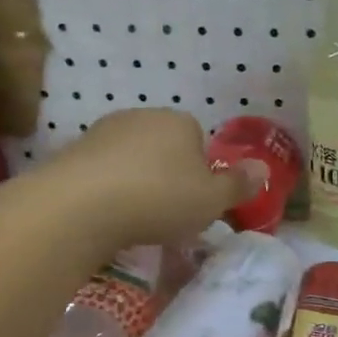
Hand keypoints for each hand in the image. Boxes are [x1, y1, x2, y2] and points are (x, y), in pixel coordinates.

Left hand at [34, 110, 267, 252]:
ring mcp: (103, 132)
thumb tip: (264, 168)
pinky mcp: (73, 152)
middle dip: (168, 175)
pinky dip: (108, 191)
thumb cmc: (160, 199)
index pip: (199, 141)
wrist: (81, 205)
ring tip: (136, 219)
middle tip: (169, 213)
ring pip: (132, 160)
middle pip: (164, 148)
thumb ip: (238, 185)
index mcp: (180, 122)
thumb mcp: (212, 200)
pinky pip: (102, 173)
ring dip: (136, 183)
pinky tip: (108, 217)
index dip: (201, 172)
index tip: (196, 201)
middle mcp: (142, 116)